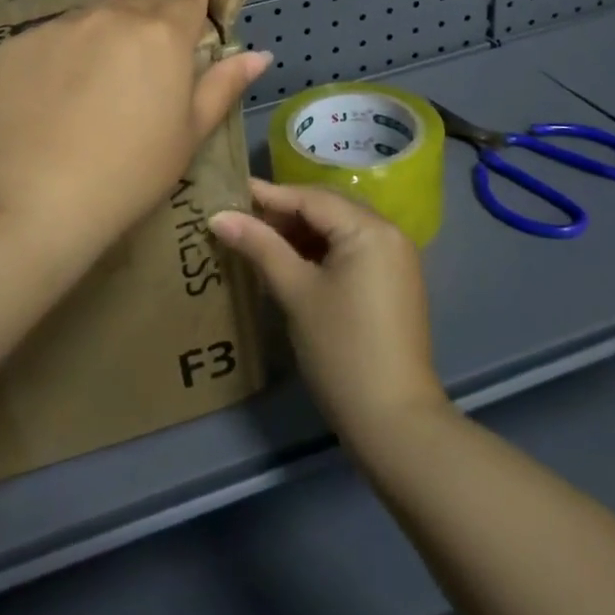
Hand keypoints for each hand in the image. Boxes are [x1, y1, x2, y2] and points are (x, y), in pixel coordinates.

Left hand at [0, 0, 269, 252]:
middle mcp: (113, 18)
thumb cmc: (130, 172)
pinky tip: (59, 78)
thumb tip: (259, 54)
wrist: (35, 197)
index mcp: (163, 37)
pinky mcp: (19, 45)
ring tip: (112, 31)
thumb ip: (222, 87)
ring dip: (110, 16)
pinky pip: (52, 35)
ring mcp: (61, 27)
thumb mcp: (188, 135)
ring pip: (94, 11)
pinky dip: (65, 46)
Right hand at [209, 179, 448, 445]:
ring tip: (259, 240)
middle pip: (328, 208)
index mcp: (369, 229)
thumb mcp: (296, 292)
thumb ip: (260, 246)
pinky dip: (321, 251)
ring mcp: (395, 258)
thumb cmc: (341, 349)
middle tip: (241, 219)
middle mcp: (389, 233)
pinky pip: (352, 250)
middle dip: (284, 212)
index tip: (229, 192)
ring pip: (339, 229)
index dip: (268, 196)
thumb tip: (219, 216)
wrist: (394, 421)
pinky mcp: (393, 282)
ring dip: (301, 233)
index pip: (311, 198)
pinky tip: (291, 262)